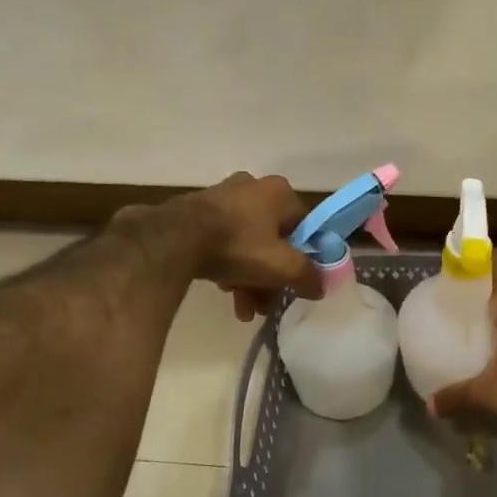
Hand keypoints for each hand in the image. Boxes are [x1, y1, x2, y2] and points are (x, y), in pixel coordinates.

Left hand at [178, 172, 323, 321]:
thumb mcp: (282, 267)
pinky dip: (227, 265)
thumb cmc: (239, 245)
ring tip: (242, 309)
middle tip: (265, 305)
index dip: (303, 258)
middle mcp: (253, 187)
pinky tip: (223, 290)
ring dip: (249, 278)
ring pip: (247, 243)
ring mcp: (222, 197)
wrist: (175, 238)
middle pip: (273, 239)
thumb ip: (308, 276)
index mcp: (279, 192)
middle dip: (270, 277)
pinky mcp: (197, 211)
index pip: (303, 226)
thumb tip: (320, 286)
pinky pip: (222, 241)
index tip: (295, 283)